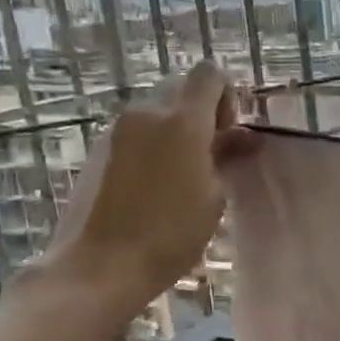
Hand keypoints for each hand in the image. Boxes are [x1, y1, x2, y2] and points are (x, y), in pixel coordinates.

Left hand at [40, 61, 242, 308]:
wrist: (99, 266)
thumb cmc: (170, 235)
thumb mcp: (214, 198)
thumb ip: (227, 157)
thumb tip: (241, 137)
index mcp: (182, 121)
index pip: (209, 74)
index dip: (226, 95)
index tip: (229, 132)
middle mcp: (146, 113)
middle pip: (181, 89)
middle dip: (202, 112)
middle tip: (212, 153)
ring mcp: (117, 130)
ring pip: (157, 111)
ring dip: (176, 129)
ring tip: (185, 173)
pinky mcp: (98, 149)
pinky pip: (136, 132)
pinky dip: (153, 145)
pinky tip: (156, 185)